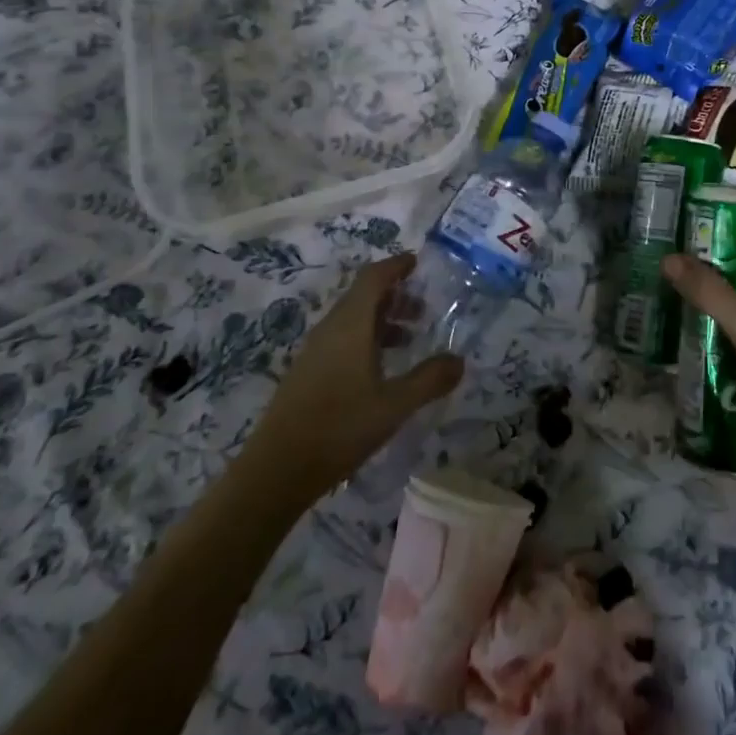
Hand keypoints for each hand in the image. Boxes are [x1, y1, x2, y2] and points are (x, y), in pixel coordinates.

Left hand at [254, 253, 463, 496]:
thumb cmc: (340, 427)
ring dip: (381, 320)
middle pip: (362, 296)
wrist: (276, 472)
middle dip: (394, 296)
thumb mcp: (394, 405)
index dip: (395, 266)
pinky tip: (379, 370)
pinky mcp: (307, 373)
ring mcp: (314, 352)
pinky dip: (365, 340)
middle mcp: (330, 329)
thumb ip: (429, 380)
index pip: (373, 277)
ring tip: (408, 340)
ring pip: (352, 320)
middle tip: (423, 309)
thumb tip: (459, 360)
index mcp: (351, 324)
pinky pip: (341, 340)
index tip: (418, 262)